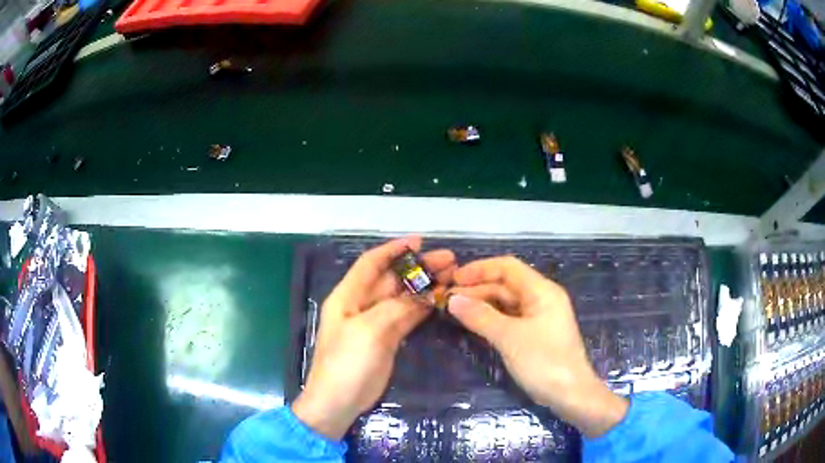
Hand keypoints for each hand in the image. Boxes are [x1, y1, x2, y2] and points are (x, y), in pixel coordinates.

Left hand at [291, 237, 455, 439]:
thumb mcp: (369, 330)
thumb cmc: (346, 362)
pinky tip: (440, 300)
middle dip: (418, 268)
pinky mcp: (387, 339)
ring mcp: (375, 323)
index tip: (420, 242)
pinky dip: (422, 308)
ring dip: (424, 287)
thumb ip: (397, 308)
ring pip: (402, 297)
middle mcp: (362, 305)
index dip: (393, 250)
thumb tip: (424, 292)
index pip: (371, 263)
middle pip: (392, 279)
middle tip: (449, 261)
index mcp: (349, 296)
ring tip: (451, 277)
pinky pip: (407, 317)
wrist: (339, 401)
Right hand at [447, 256, 627, 438]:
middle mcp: (541, 298)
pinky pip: (510, 318)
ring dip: (482, 304)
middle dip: (477, 288)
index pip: (508, 267)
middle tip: (447, 298)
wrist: (570, 394)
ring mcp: (539, 317)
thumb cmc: (543, 361)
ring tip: (454, 310)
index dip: (479, 269)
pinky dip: (491, 318)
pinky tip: (473, 323)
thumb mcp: (509, 338)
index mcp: (542, 291)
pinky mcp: (535, 334)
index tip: (453, 278)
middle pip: (506, 284)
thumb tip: (452, 300)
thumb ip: (480, 316)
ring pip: (506, 302)